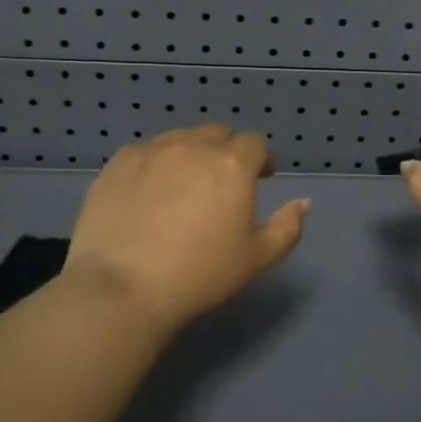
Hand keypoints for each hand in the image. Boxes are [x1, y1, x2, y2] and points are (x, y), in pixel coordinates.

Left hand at [64, 124, 309, 336]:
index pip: (254, 143)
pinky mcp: (117, 164)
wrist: (123, 288)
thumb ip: (287, 227)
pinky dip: (154, 164)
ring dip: (190, 154)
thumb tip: (303, 202)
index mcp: (232, 164)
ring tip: (183, 186)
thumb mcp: (257, 259)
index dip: (260, 159)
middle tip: (222, 184)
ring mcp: (151, 151)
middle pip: (217, 134)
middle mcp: (193, 146)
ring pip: (179, 138)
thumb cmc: (200, 274)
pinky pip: (144, 152)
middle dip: (226, 151)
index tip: (260, 180)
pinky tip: (147, 193)